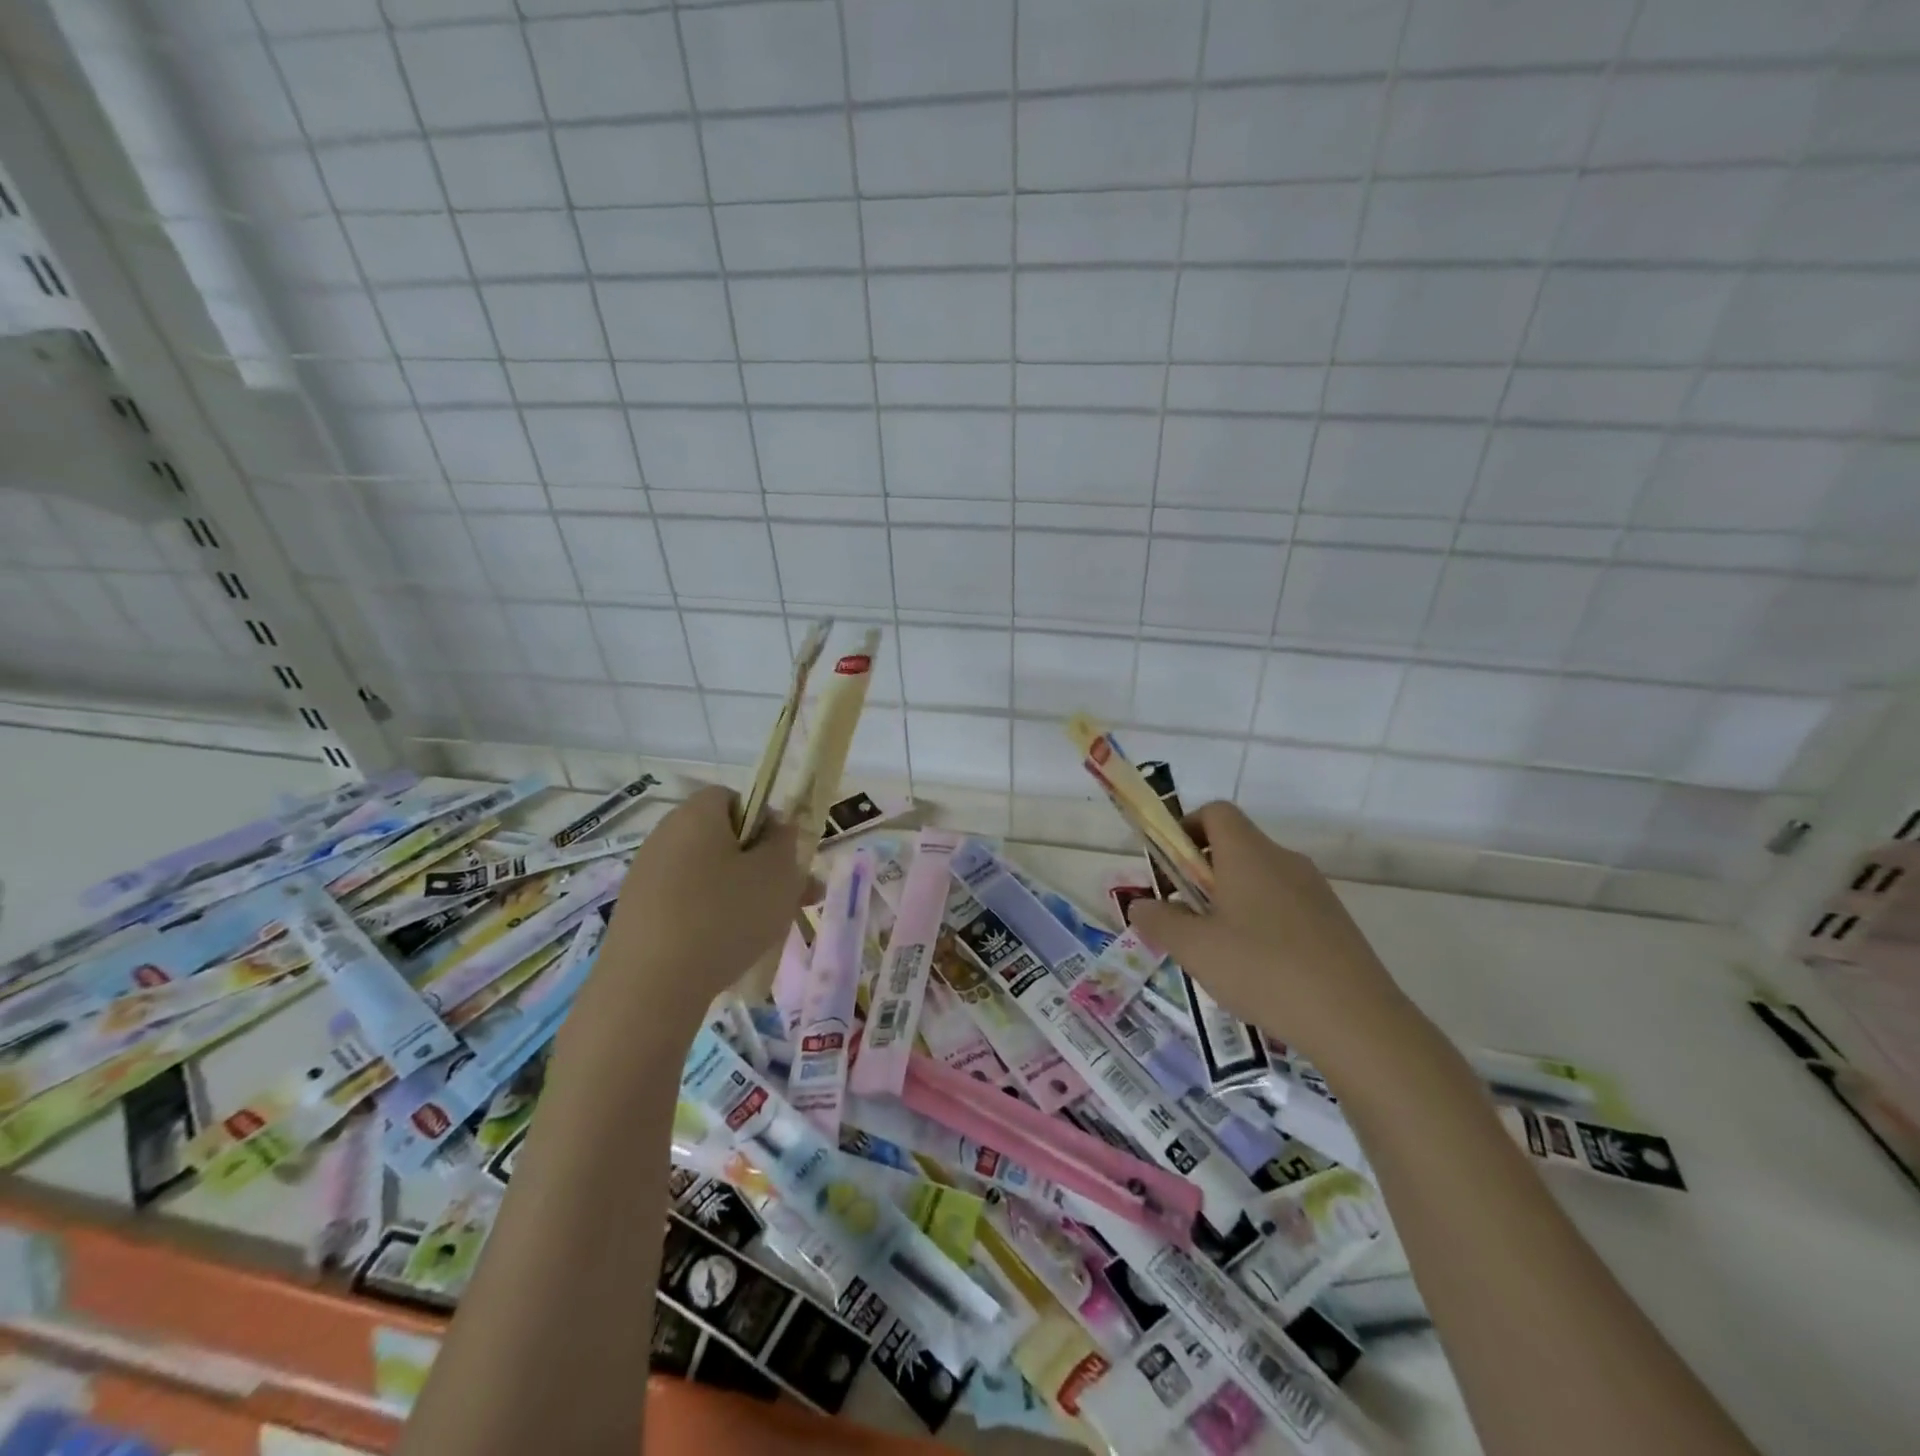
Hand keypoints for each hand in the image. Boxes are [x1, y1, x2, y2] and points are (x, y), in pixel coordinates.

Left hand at [595, 785, 806, 1018]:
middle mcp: (665, 836)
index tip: (782, 855)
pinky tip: (729, 950)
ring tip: (769, 930)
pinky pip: (686, 905)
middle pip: (722, 840)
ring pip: (708, 876)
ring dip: (740, 895)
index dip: (764, 821)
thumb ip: (785, 842)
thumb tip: (778, 828)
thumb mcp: (777, 874)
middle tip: (792, 897)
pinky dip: (710, 919)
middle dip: (760, 865)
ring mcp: (645, 877)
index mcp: (696, 814)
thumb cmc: (723, 916)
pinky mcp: (636, 916)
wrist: (648, 988)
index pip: (734, 798)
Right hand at [1128, 802, 1423, 1078]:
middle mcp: (1284, 860)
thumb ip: (1158, 921)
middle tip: (1185, 918)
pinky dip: (1262, 922)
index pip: (1215, 812)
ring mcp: (1315, 891)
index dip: (1185, 828)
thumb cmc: (1262, 970)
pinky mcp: (1334, 922)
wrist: (1356, 1021)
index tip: (1169, 868)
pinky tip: (1258, 970)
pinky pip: (1285, 906)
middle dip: (1202, 874)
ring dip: (1230, 901)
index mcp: (1248, 854)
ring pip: (1259, 879)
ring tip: (1219, 951)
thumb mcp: (1194, 948)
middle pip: (1235, 846)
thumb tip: (1140, 905)